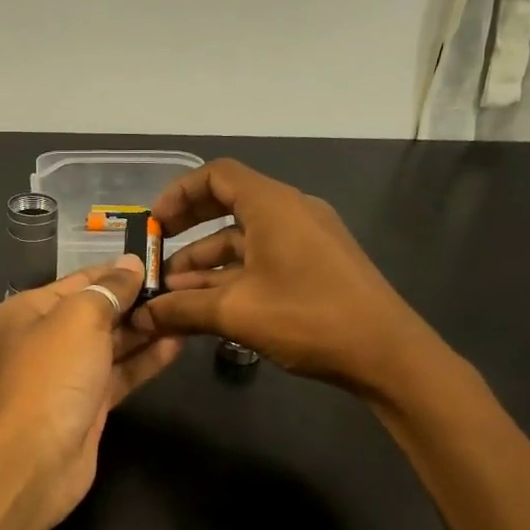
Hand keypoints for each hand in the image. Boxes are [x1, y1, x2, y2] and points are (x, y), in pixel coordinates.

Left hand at [0, 256, 185, 527]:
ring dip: (146, 330)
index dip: (119, 271)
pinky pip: (120, 373)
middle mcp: (45, 338)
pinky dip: (145, 360)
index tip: (160, 262)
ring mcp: (67, 374)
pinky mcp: (88, 404)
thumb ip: (109, 288)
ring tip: (186, 312)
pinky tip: (177, 345)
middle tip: (182, 289)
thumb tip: (131, 264)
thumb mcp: (80, 317)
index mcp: (30, 309)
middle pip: (98, 311)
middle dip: (136, 301)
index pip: (81, 280)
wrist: (35, 458)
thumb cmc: (53, 375)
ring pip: (112, 344)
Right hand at [130, 159, 430, 394]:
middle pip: (228, 203)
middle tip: (157, 256)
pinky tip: (210, 304)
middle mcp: (291, 211)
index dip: (179, 193)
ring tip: (175, 294)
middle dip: (188, 229)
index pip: (216, 175)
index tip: (154, 224)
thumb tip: (141, 315)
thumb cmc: (309, 318)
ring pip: (245, 237)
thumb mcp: (236, 312)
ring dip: (207, 261)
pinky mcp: (317, 264)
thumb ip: (182, 309)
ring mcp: (307, 238)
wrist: (388, 354)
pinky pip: (264, 256)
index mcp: (273, 205)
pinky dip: (234, 274)